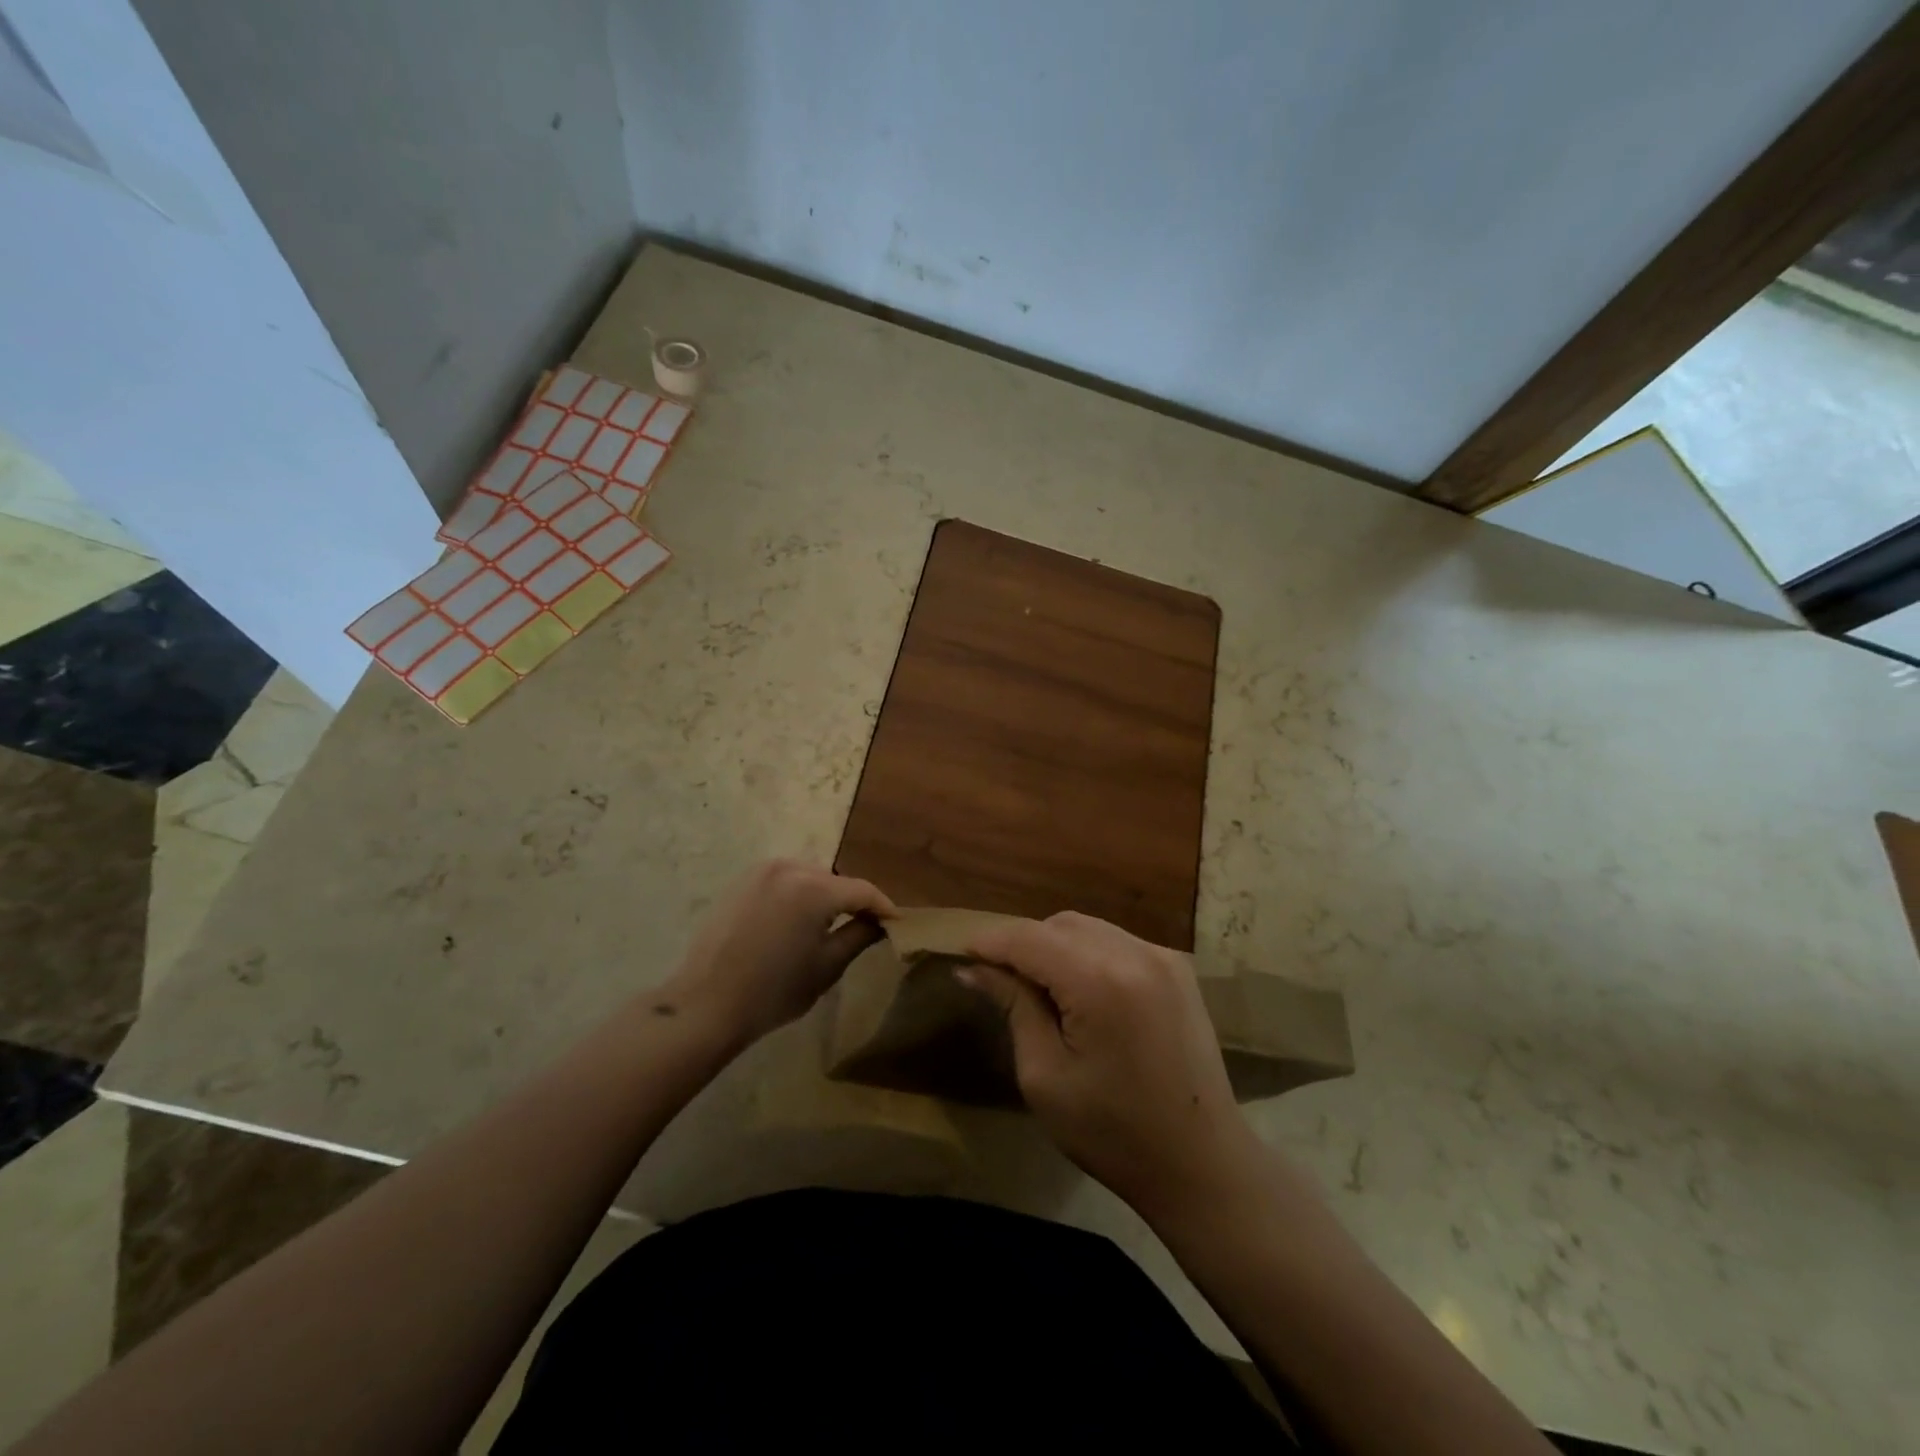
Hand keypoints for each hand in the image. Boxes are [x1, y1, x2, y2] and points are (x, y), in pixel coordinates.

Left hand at [664, 860, 894, 1045]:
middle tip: (866, 925)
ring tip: (832, 923)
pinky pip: (784, 880)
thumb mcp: (827, 967)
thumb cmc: (773, 992)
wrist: (705, 1004)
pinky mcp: (742, 881)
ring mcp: (761, 871)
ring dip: (825, 895)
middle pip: (836, 880)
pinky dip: (798, 894)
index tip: (897, 923)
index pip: (862, 890)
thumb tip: (881, 922)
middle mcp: (789, 868)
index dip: (883, 907)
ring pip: (810, 877)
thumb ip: (859, 936)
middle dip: (853, 900)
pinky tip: (798, 920)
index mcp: (814, 888)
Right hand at [961, 912, 1263, 1216]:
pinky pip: (1117, 942)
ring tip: (1037, 985)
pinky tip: (1079, 990)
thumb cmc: (1113, 1133)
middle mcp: (1136, 953)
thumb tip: (975, 969)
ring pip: (1089, 928)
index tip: (962, 953)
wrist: (1202, 1164)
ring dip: (1055, 946)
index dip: (992, 942)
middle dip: (1024, 943)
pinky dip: (1088, 953)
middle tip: (998, 978)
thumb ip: (1014, 1007)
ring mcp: (1163, 957)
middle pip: (1061, 924)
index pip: (1030, 938)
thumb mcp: (1045, 1076)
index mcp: (1101, 981)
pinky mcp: (1178, 970)